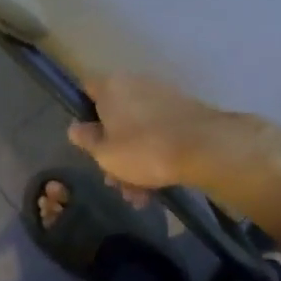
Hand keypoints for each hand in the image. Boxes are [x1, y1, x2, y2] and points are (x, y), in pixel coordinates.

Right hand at [67, 74, 280, 193]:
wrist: (204, 148)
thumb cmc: (143, 149)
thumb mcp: (104, 152)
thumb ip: (86, 139)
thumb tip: (76, 127)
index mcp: (112, 86)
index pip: (87, 91)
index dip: (83, 115)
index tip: (86, 141)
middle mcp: (136, 83)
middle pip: (115, 117)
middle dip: (113, 152)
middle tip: (115, 182)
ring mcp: (163, 97)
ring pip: (139, 130)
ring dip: (135, 162)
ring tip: (139, 196)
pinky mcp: (185, 112)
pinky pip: (160, 133)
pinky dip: (156, 156)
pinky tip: (157, 187)